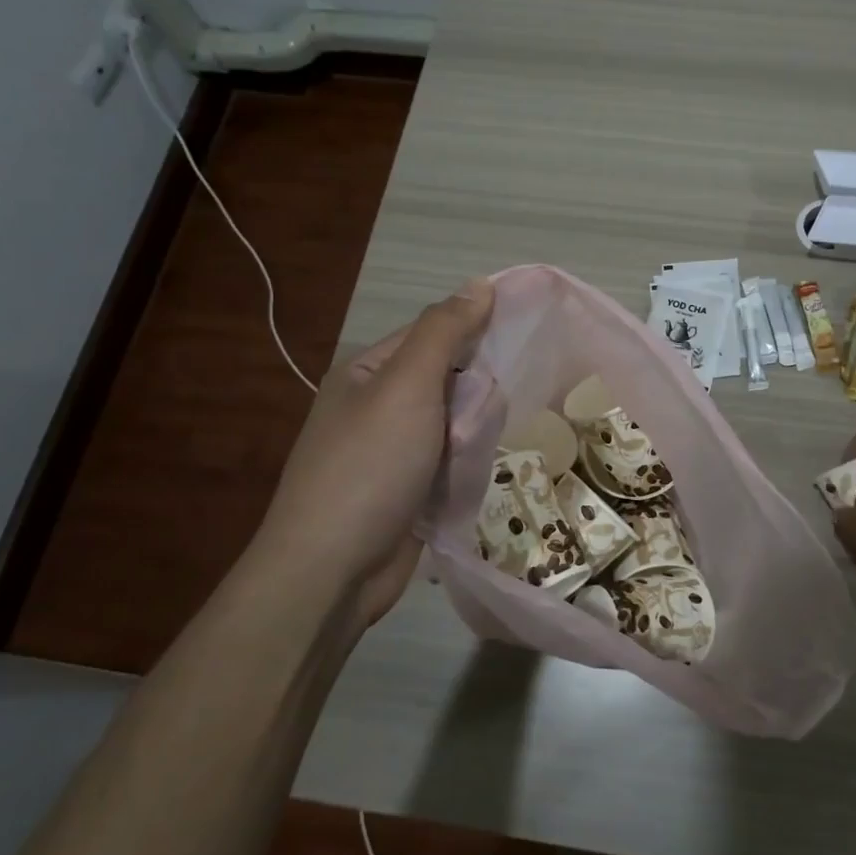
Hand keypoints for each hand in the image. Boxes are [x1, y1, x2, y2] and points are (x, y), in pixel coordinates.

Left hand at [248, 277, 494, 625]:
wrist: (331, 571)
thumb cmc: (368, 467)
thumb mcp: (406, 386)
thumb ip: (444, 333)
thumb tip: (481, 283)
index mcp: (369, 371)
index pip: (434, 333)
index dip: (476, 333)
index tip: (524, 339)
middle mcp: (379, 405)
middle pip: (450, 379)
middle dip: (478, 392)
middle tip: (498, 407)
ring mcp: (393, 451)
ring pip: (456, 423)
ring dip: (475, 431)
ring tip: (488, 444)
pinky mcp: (410, 490)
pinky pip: (452, 461)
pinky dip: (468, 463)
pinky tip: (483, 470)